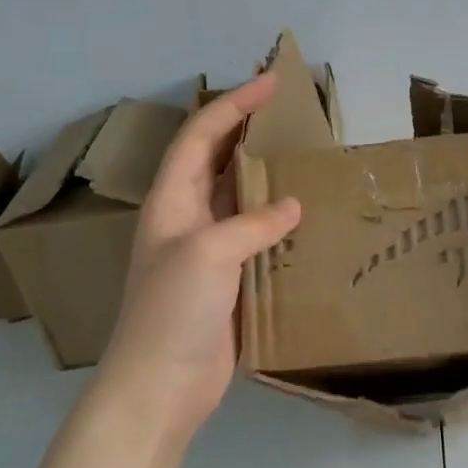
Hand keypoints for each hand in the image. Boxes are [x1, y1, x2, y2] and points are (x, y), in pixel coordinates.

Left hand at [96, 72, 300, 443]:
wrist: (160, 385)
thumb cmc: (173, 311)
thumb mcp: (208, 253)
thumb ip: (251, 223)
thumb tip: (293, 207)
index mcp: (171, 202)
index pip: (201, 136)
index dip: (234, 104)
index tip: (272, 82)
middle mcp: (187, 219)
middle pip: (217, 161)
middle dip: (248, 132)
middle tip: (291, 115)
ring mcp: (207, 252)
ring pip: (239, 200)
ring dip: (267, 177)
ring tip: (305, 160)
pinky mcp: (228, 282)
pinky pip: (256, 239)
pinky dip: (279, 224)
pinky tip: (307, 222)